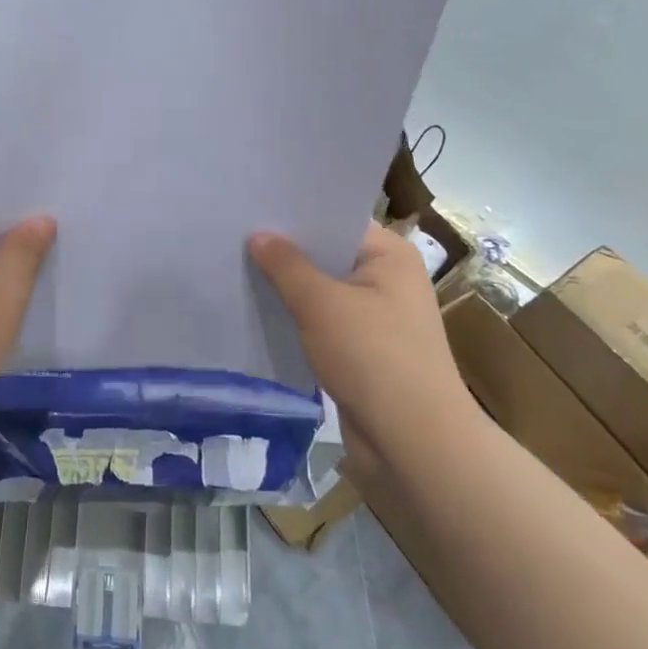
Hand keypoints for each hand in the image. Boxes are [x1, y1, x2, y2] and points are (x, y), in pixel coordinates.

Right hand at [249, 222, 477, 459]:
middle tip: (234, 235)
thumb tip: (258, 235)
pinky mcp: (363, 350)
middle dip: (285, 251)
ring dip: (288, 287)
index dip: (295, 214)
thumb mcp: (321, 304)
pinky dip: (297, 317)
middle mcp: (387, 279)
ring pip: (322, 290)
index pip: (336, 219)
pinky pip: (323, 322)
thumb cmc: (373, 357)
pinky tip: (260, 311)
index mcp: (390, 255)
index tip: (251, 206)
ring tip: (238, 269)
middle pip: (327, 254)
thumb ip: (286, 266)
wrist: (412, 442)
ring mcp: (377, 316)